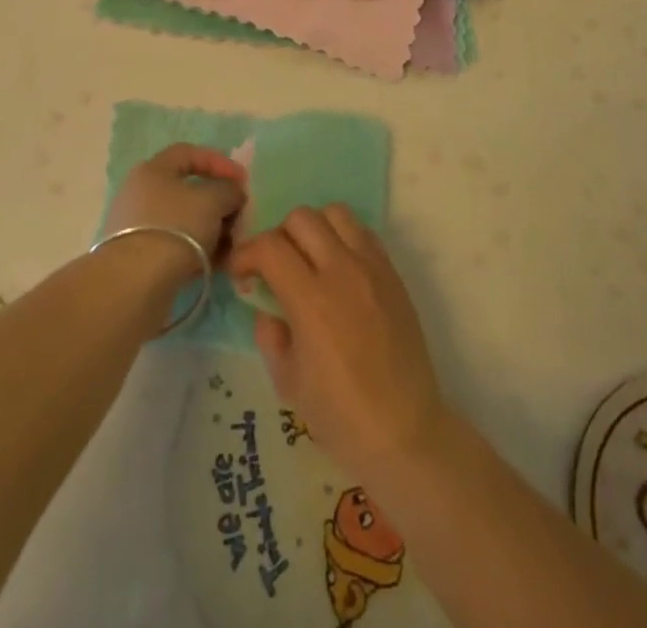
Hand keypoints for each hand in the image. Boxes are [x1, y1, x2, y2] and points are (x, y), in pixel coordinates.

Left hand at [102, 144, 245, 281]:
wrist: (136, 283)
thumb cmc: (176, 227)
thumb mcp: (212, 200)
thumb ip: (228, 190)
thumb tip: (232, 193)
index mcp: (153, 170)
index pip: (189, 153)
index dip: (219, 162)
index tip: (242, 181)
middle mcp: (141, 193)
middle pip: (188, 190)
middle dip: (218, 202)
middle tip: (239, 216)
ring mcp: (139, 227)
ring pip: (184, 220)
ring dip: (211, 229)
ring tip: (233, 245)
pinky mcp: (141, 258)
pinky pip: (177, 245)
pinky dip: (198, 250)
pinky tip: (217, 264)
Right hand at [229, 205, 447, 481]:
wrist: (406, 433)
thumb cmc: (341, 416)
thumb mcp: (288, 381)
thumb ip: (270, 333)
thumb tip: (265, 304)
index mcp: (312, 301)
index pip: (269, 247)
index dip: (246, 254)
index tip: (241, 274)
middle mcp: (342, 271)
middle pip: (301, 218)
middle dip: (278, 236)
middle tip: (275, 267)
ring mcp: (372, 268)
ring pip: (336, 213)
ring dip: (314, 228)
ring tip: (309, 260)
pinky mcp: (393, 274)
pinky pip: (364, 233)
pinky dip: (343, 237)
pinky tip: (339, 269)